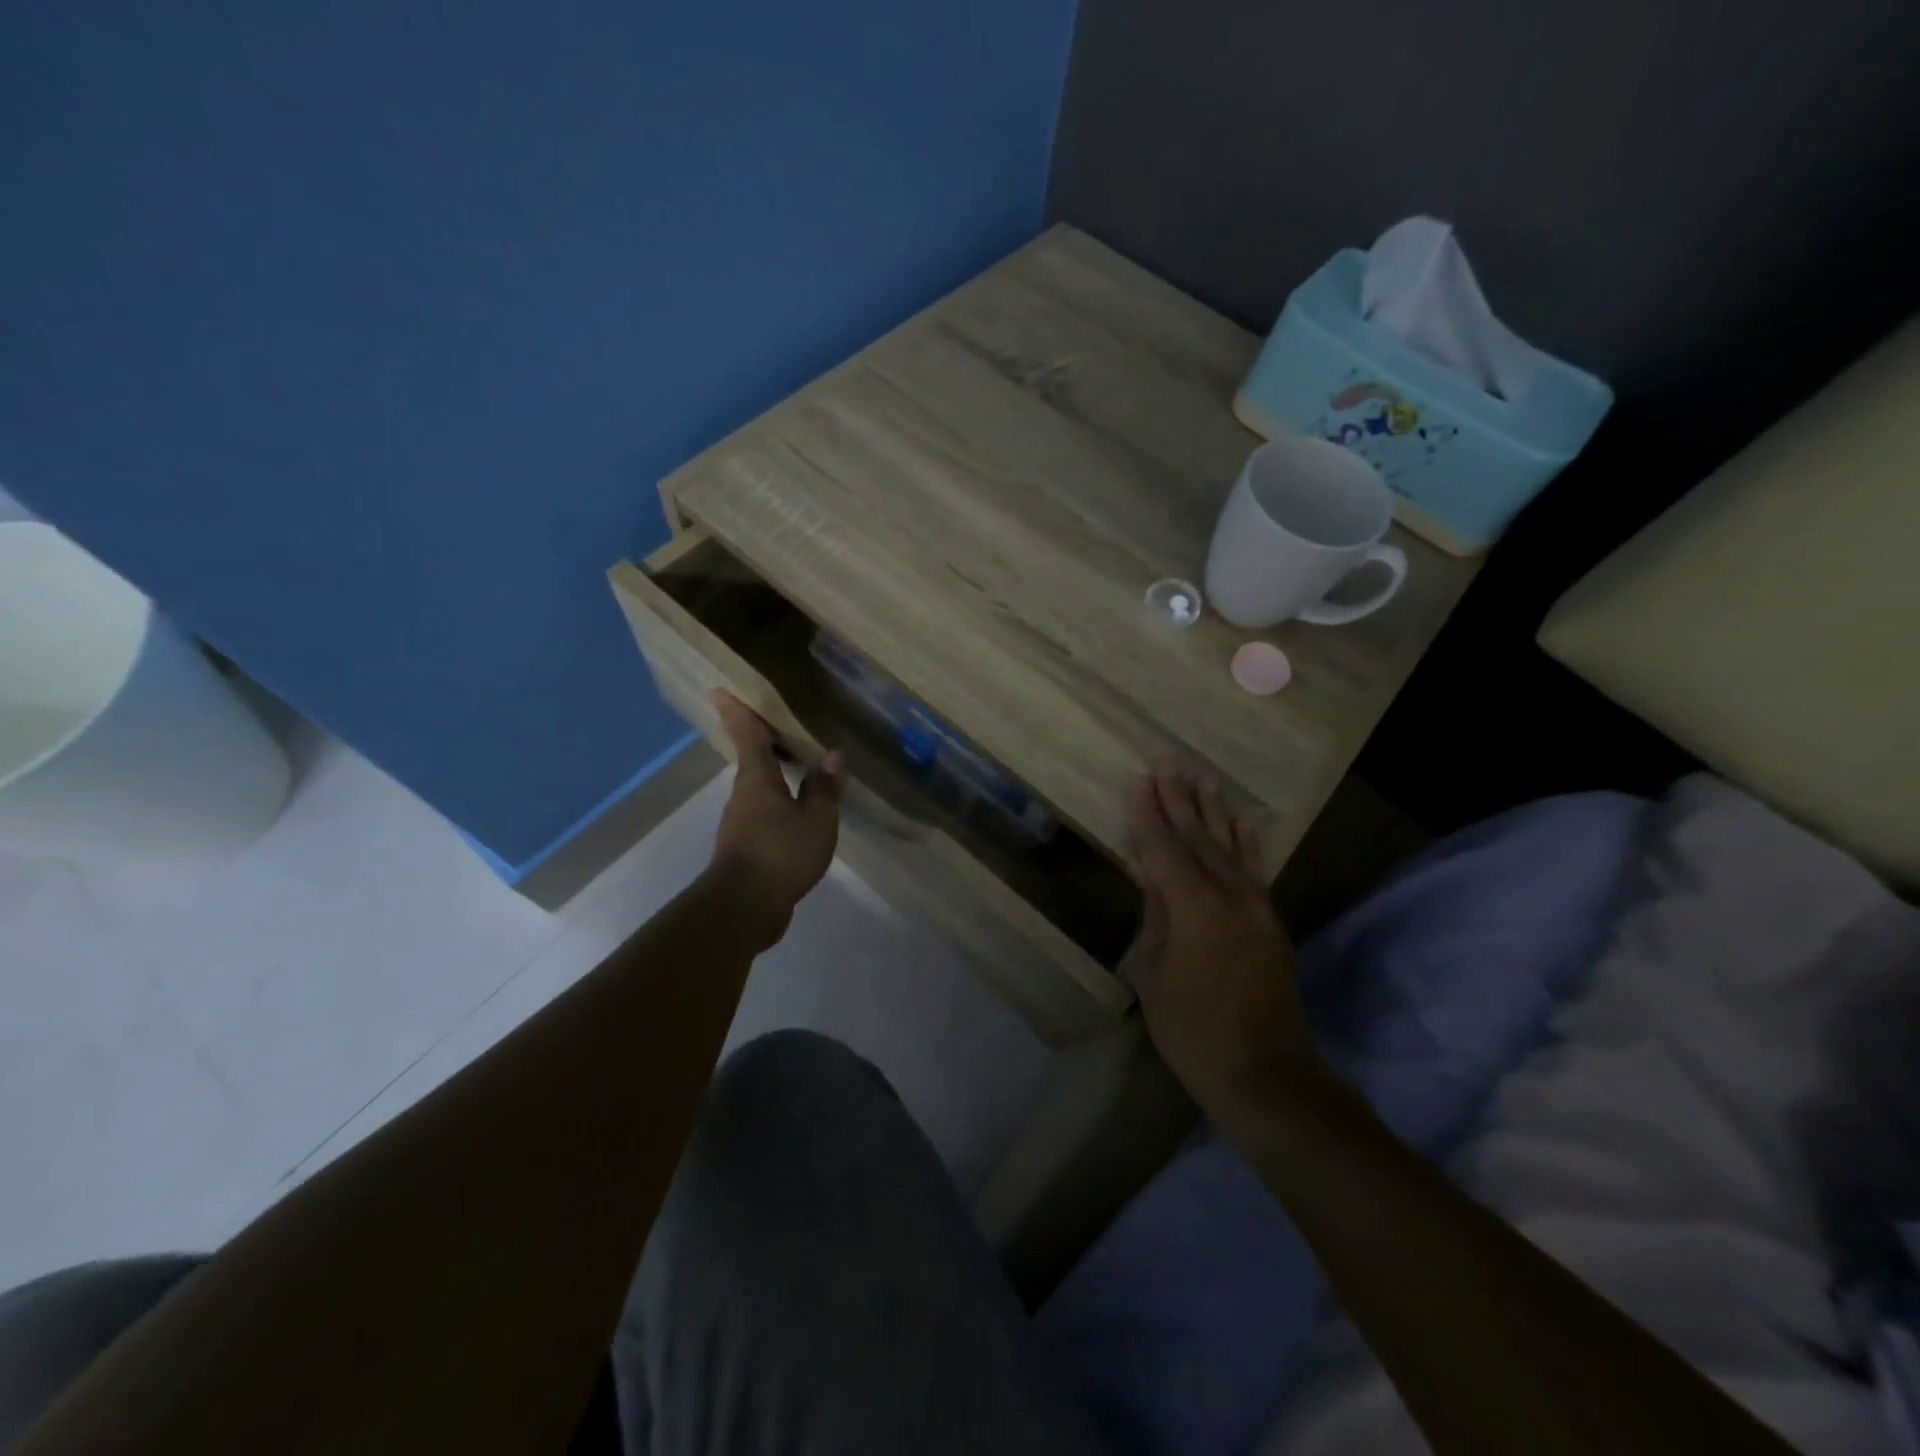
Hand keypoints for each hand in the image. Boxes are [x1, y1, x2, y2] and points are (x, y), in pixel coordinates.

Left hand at [707, 691, 843, 947]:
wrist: (744, 908)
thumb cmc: (780, 853)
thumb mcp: (816, 819)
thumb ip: (824, 788)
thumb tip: (832, 755)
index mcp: (758, 780)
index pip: (748, 737)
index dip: (738, 712)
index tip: (719, 691)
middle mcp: (744, 797)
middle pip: (752, 762)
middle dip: (761, 743)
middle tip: (778, 726)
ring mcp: (741, 825)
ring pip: (759, 791)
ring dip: (774, 778)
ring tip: (798, 771)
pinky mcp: (745, 851)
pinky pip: (764, 817)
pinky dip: (779, 807)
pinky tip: (797, 816)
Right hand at [1125, 760, 1320, 1117]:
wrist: (1265, 1073)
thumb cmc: (1192, 1029)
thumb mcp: (1155, 972)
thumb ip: (1156, 914)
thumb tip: (1151, 872)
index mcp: (1194, 906)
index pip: (1164, 847)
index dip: (1147, 815)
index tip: (1138, 781)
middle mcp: (1229, 894)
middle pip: (1198, 836)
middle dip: (1180, 799)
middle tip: (1167, 762)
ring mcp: (1255, 905)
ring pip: (1229, 845)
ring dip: (1213, 810)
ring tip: (1203, 777)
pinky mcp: (1269, 920)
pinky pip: (1255, 868)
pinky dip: (1248, 841)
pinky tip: (1244, 820)